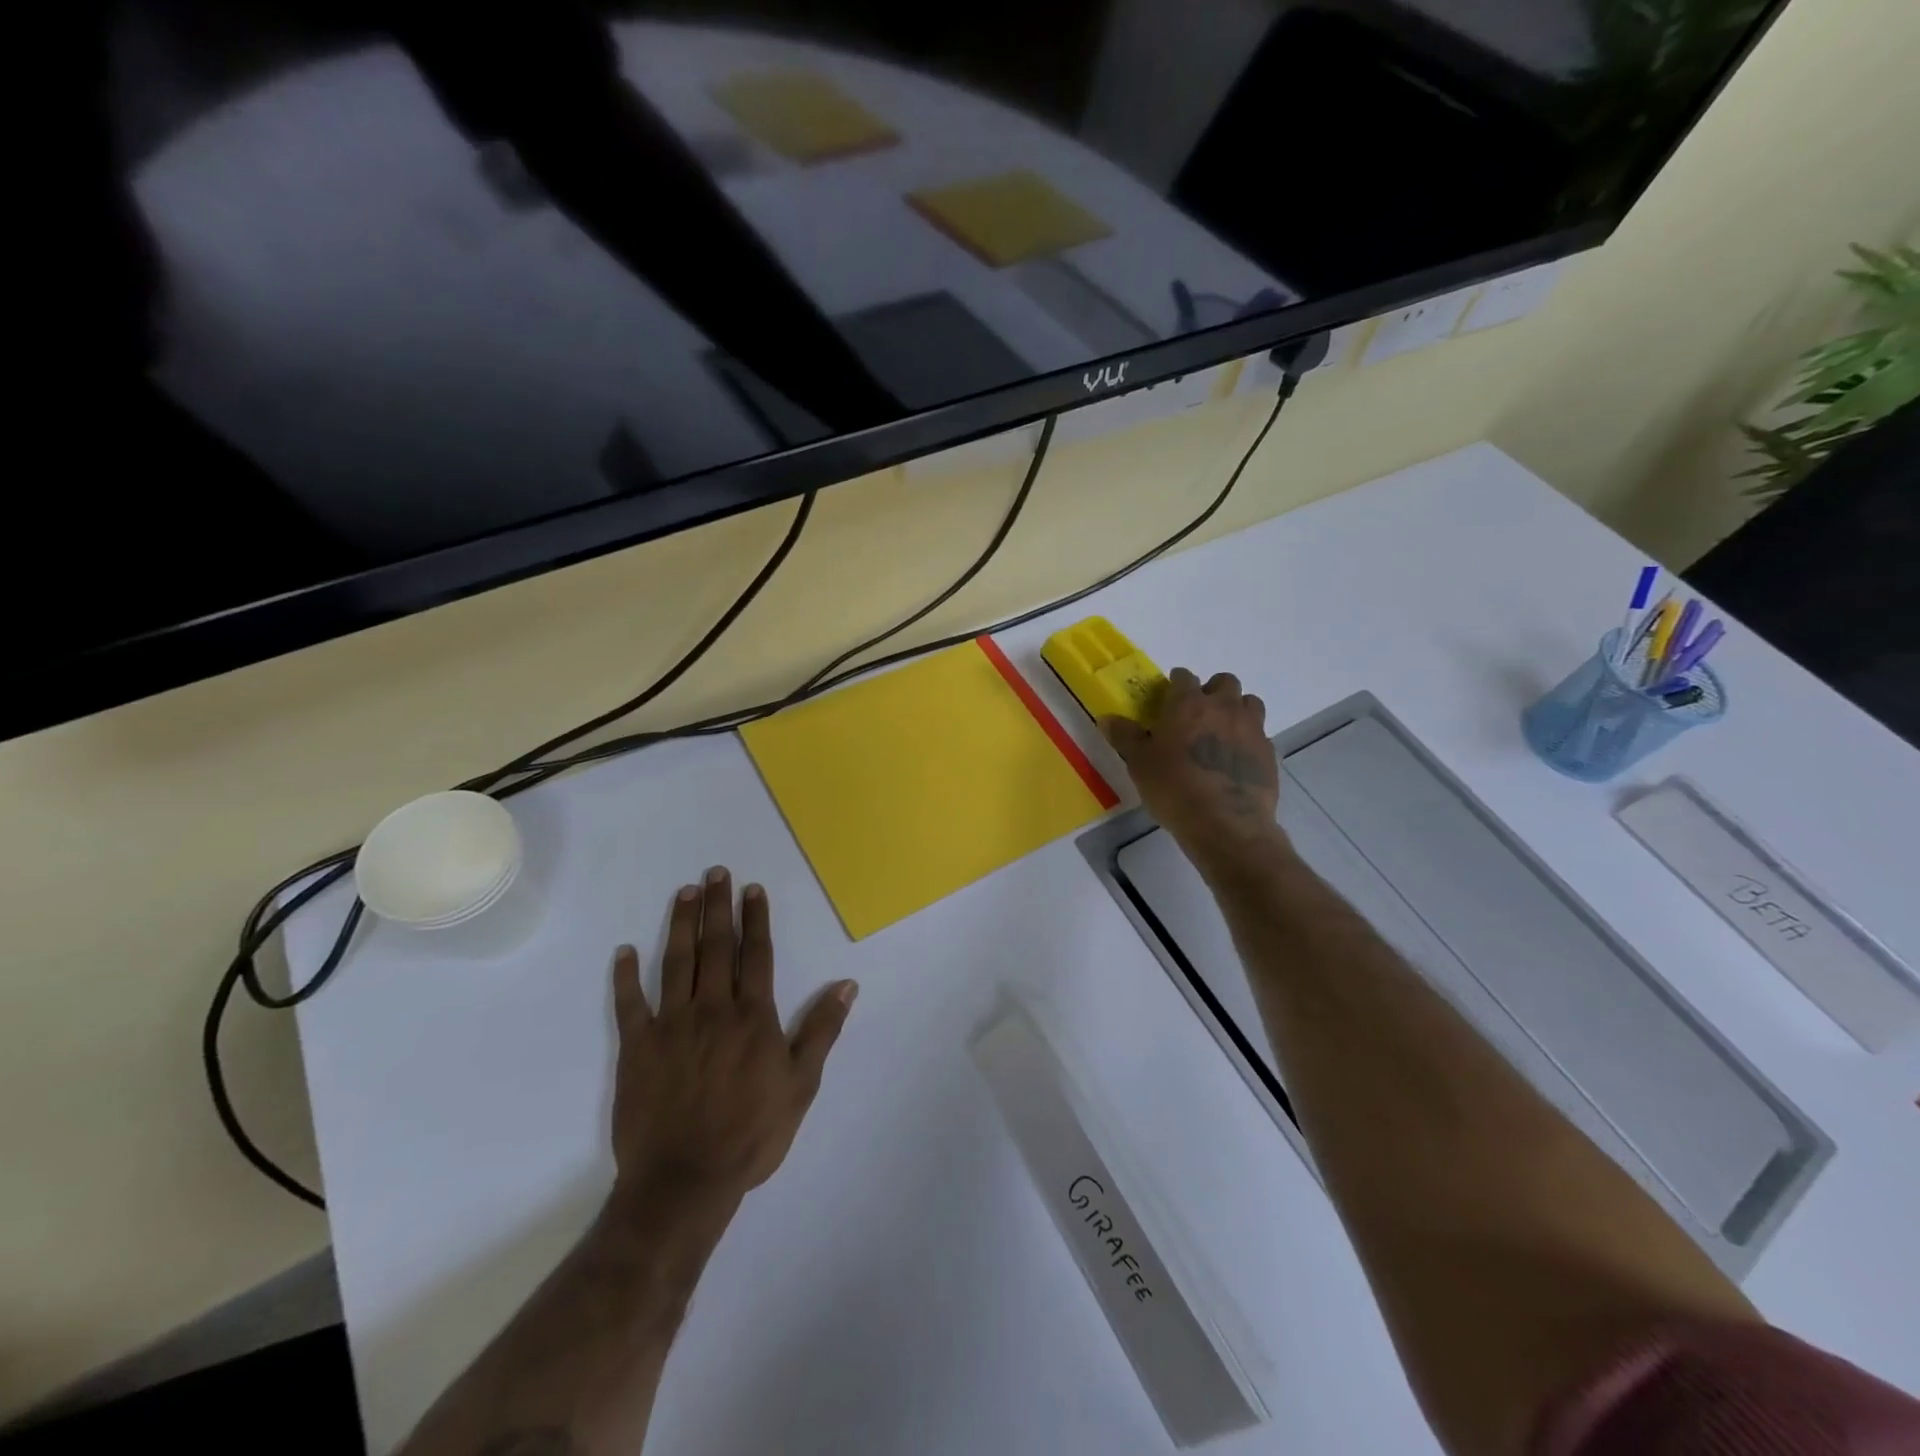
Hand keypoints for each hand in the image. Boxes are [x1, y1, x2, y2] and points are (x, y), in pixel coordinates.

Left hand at [609, 867, 856, 1213]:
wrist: (685, 1181)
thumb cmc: (752, 1133)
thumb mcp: (801, 1085)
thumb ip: (822, 1030)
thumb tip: (846, 984)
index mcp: (753, 1016)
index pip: (757, 954)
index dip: (756, 918)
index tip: (753, 889)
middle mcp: (712, 1008)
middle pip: (716, 947)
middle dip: (718, 907)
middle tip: (715, 872)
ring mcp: (671, 1025)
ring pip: (676, 963)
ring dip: (681, 925)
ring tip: (684, 893)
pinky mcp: (637, 1048)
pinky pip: (629, 1004)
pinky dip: (625, 976)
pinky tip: (624, 950)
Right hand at [1101, 668, 1287, 872]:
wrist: (1226, 824)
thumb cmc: (1174, 789)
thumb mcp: (1139, 764)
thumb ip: (1125, 736)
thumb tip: (1107, 718)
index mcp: (1188, 703)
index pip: (1183, 677)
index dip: (1175, 685)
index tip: (1167, 699)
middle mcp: (1223, 707)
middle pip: (1224, 682)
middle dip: (1212, 691)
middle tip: (1197, 715)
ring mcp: (1252, 728)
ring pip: (1249, 703)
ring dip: (1236, 710)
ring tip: (1221, 733)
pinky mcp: (1269, 753)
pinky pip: (1260, 735)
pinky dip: (1248, 740)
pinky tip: (1234, 761)